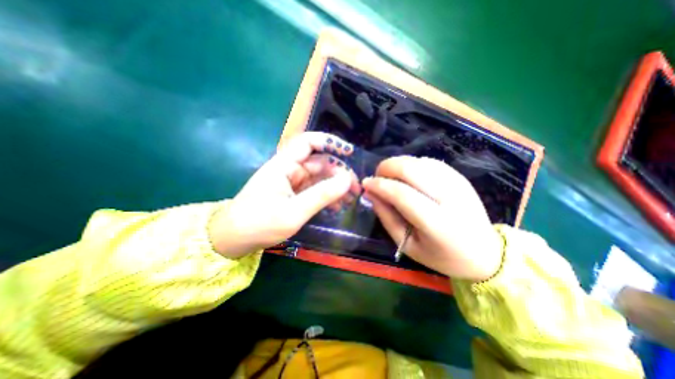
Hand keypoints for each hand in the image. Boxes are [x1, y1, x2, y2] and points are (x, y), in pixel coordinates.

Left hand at [209, 131, 360, 258]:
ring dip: (335, 186)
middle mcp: (289, 170)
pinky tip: (337, 206)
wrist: (234, 240)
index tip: (349, 152)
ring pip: (319, 178)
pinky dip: (327, 196)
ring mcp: (292, 183)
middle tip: (356, 188)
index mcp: (284, 165)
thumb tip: (347, 180)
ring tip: (350, 199)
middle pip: (319, 163)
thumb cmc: (259, 224)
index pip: (308, 142)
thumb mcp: (294, 212)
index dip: (329, 142)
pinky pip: (314, 190)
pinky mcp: (293, 195)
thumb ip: (321, 195)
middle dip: (339, 173)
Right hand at [364, 154, 499, 280]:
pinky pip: (429, 162)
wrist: (485, 252)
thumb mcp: (408, 245)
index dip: (380, 185)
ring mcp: (458, 183)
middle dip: (387, 167)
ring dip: (398, 164)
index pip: (402, 194)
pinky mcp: (460, 177)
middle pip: (412, 169)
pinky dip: (411, 164)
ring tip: (390, 177)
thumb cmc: (442, 255)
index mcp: (437, 223)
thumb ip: (387, 218)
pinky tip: (406, 175)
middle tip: (377, 177)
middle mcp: (450, 198)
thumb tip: (370, 194)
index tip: (365, 183)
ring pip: (419, 162)